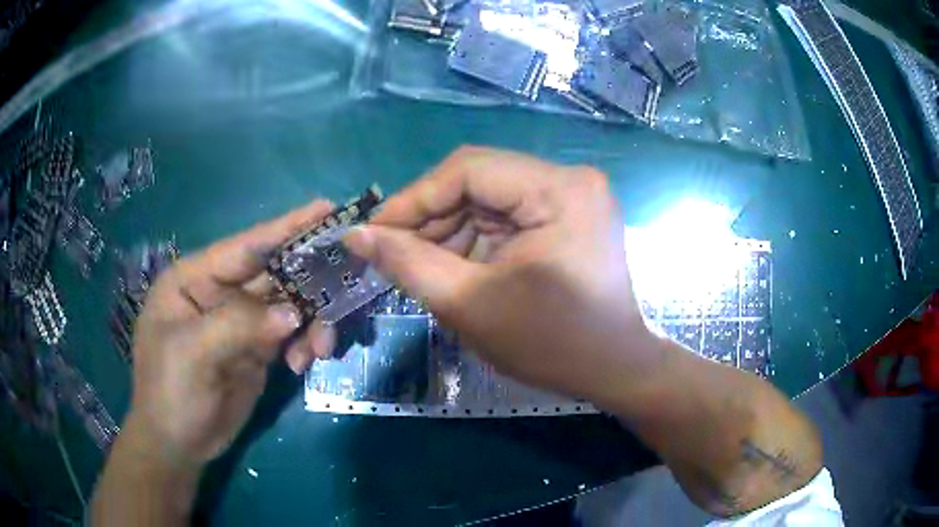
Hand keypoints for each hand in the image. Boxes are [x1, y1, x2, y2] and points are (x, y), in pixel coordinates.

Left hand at [126, 201, 336, 466]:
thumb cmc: (170, 391)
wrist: (179, 444)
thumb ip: (239, 325)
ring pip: (289, 306)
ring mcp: (241, 322)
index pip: (244, 247)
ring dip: (311, 322)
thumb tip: (293, 313)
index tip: (326, 209)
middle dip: (309, 282)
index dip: (284, 227)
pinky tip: (303, 363)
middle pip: (273, 274)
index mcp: (195, 279)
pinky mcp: (257, 349)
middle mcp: (220, 293)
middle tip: (347, 282)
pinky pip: (291, 335)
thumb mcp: (193, 353)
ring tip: (320, 348)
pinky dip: (304, 344)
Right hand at [342, 147, 658, 402]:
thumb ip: (407, 263)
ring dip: (450, 229)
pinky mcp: (569, 215)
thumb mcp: (470, 305)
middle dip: (431, 218)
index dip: (413, 198)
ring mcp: (573, 196)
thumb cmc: (550, 345)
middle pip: (479, 180)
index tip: (373, 231)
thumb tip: (356, 235)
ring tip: (422, 265)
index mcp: (559, 190)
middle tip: (393, 253)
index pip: (467, 169)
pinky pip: (508, 214)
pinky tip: (455, 265)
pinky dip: (476, 238)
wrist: (612, 370)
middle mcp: (570, 179)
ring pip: (489, 197)